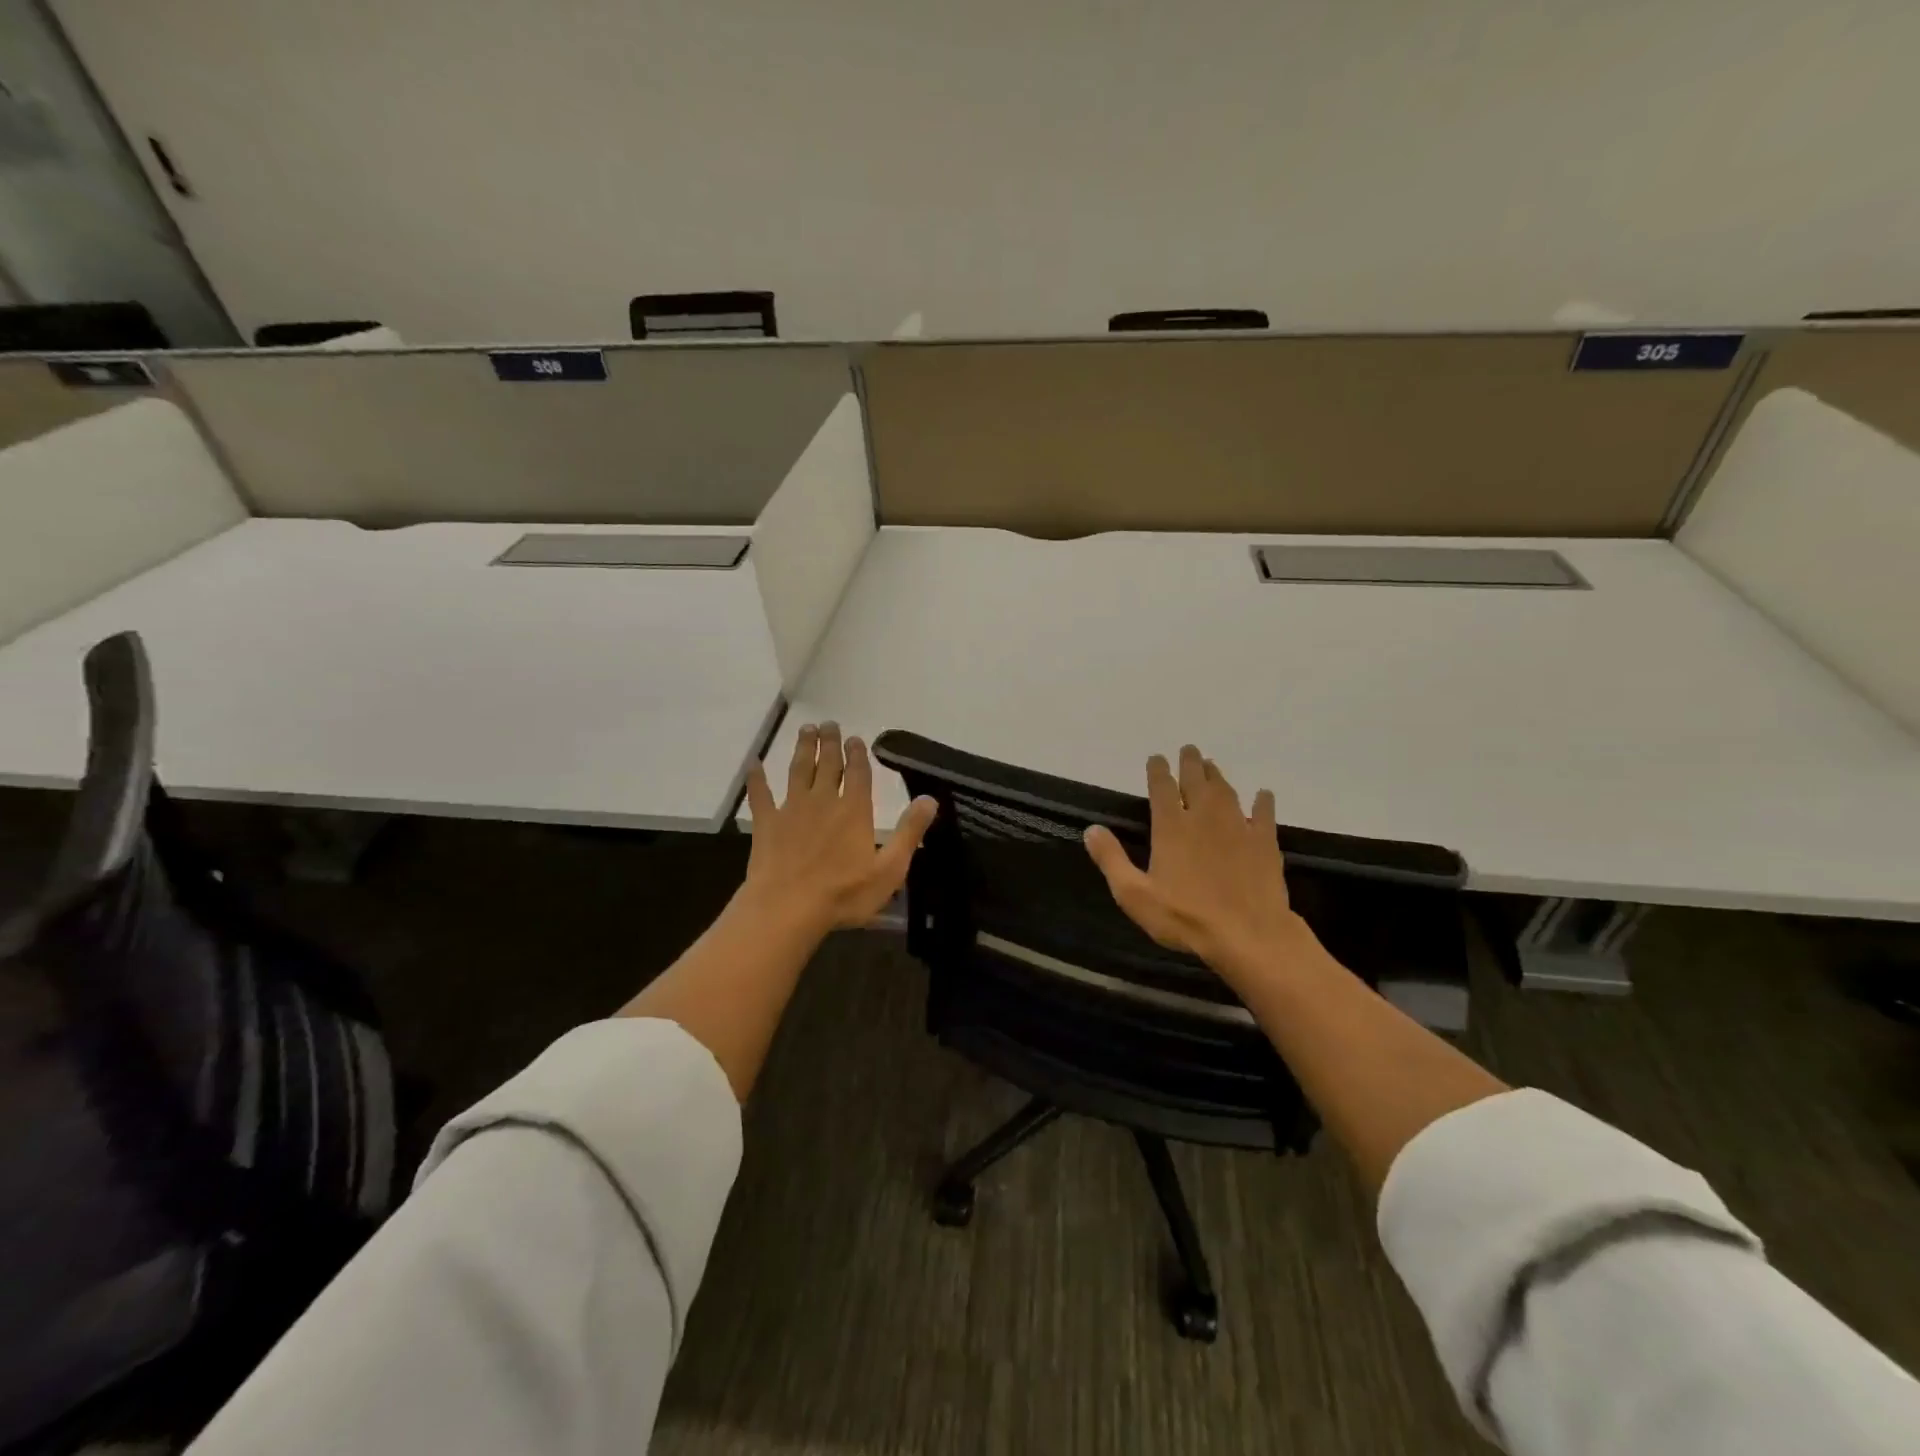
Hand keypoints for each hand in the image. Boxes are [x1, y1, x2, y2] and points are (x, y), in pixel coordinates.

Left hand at [743, 722, 937, 933]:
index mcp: (854, 811)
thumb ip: (909, 832)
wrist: (787, 908)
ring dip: (803, 749)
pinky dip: (757, 778)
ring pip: (798, 771)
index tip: (856, 738)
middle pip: (828, 764)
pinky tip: (754, 764)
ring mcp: (791, 810)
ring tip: (806, 730)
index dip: (858, 754)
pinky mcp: (766, 824)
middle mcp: (823, 801)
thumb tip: (929, 799)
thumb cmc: (843, 894)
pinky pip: (761, 795)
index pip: (858, 774)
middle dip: (830, 743)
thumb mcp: (889, 869)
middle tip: (829, 724)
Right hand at [1083, 744, 1311, 985]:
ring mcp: (1238, 827)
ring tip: (1212, 766)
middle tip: (1189, 750)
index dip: (1158, 770)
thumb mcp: (1134, 895)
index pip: (1162, 788)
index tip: (1156, 758)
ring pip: (1226, 791)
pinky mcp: (1264, 842)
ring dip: (1218, 776)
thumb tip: (1091, 829)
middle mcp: (1204, 818)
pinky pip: (1264, 813)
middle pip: (1196, 780)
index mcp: (1171, 827)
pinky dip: (1262, 801)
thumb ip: (1111, 859)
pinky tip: (1263, 795)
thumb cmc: (1185, 917)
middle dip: (1190, 763)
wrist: (1249, 935)